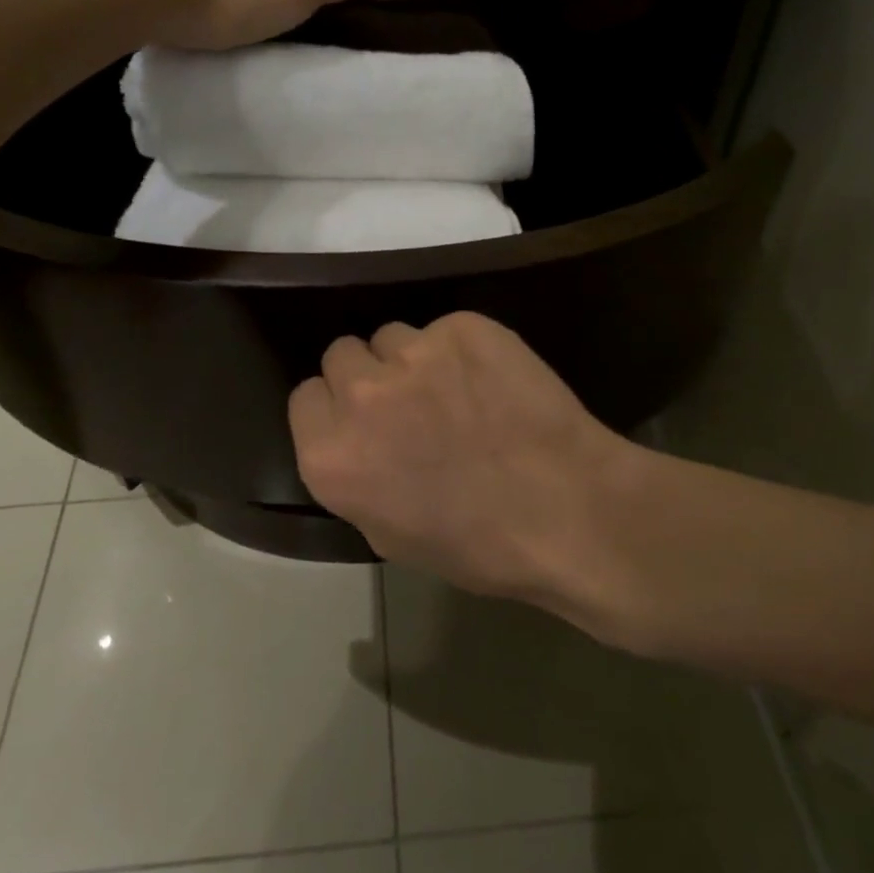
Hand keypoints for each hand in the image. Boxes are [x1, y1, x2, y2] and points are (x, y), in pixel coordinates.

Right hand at [289, 313, 646, 623]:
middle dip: (369, 376)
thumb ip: (356, 477)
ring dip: (415, 360)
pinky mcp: (464, 327)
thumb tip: (360, 444)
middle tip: (411, 404)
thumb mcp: (390, 536)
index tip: (365, 423)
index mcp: (330, 455)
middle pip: (342, 355)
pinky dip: (464, 350)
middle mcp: (361, 394)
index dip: (335, 409)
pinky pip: (446, 329)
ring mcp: (414, 353)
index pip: (306, 396)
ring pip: (394, 337)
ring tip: (460, 391)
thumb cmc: (478, 545)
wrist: (567, 510)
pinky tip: (495, 381)